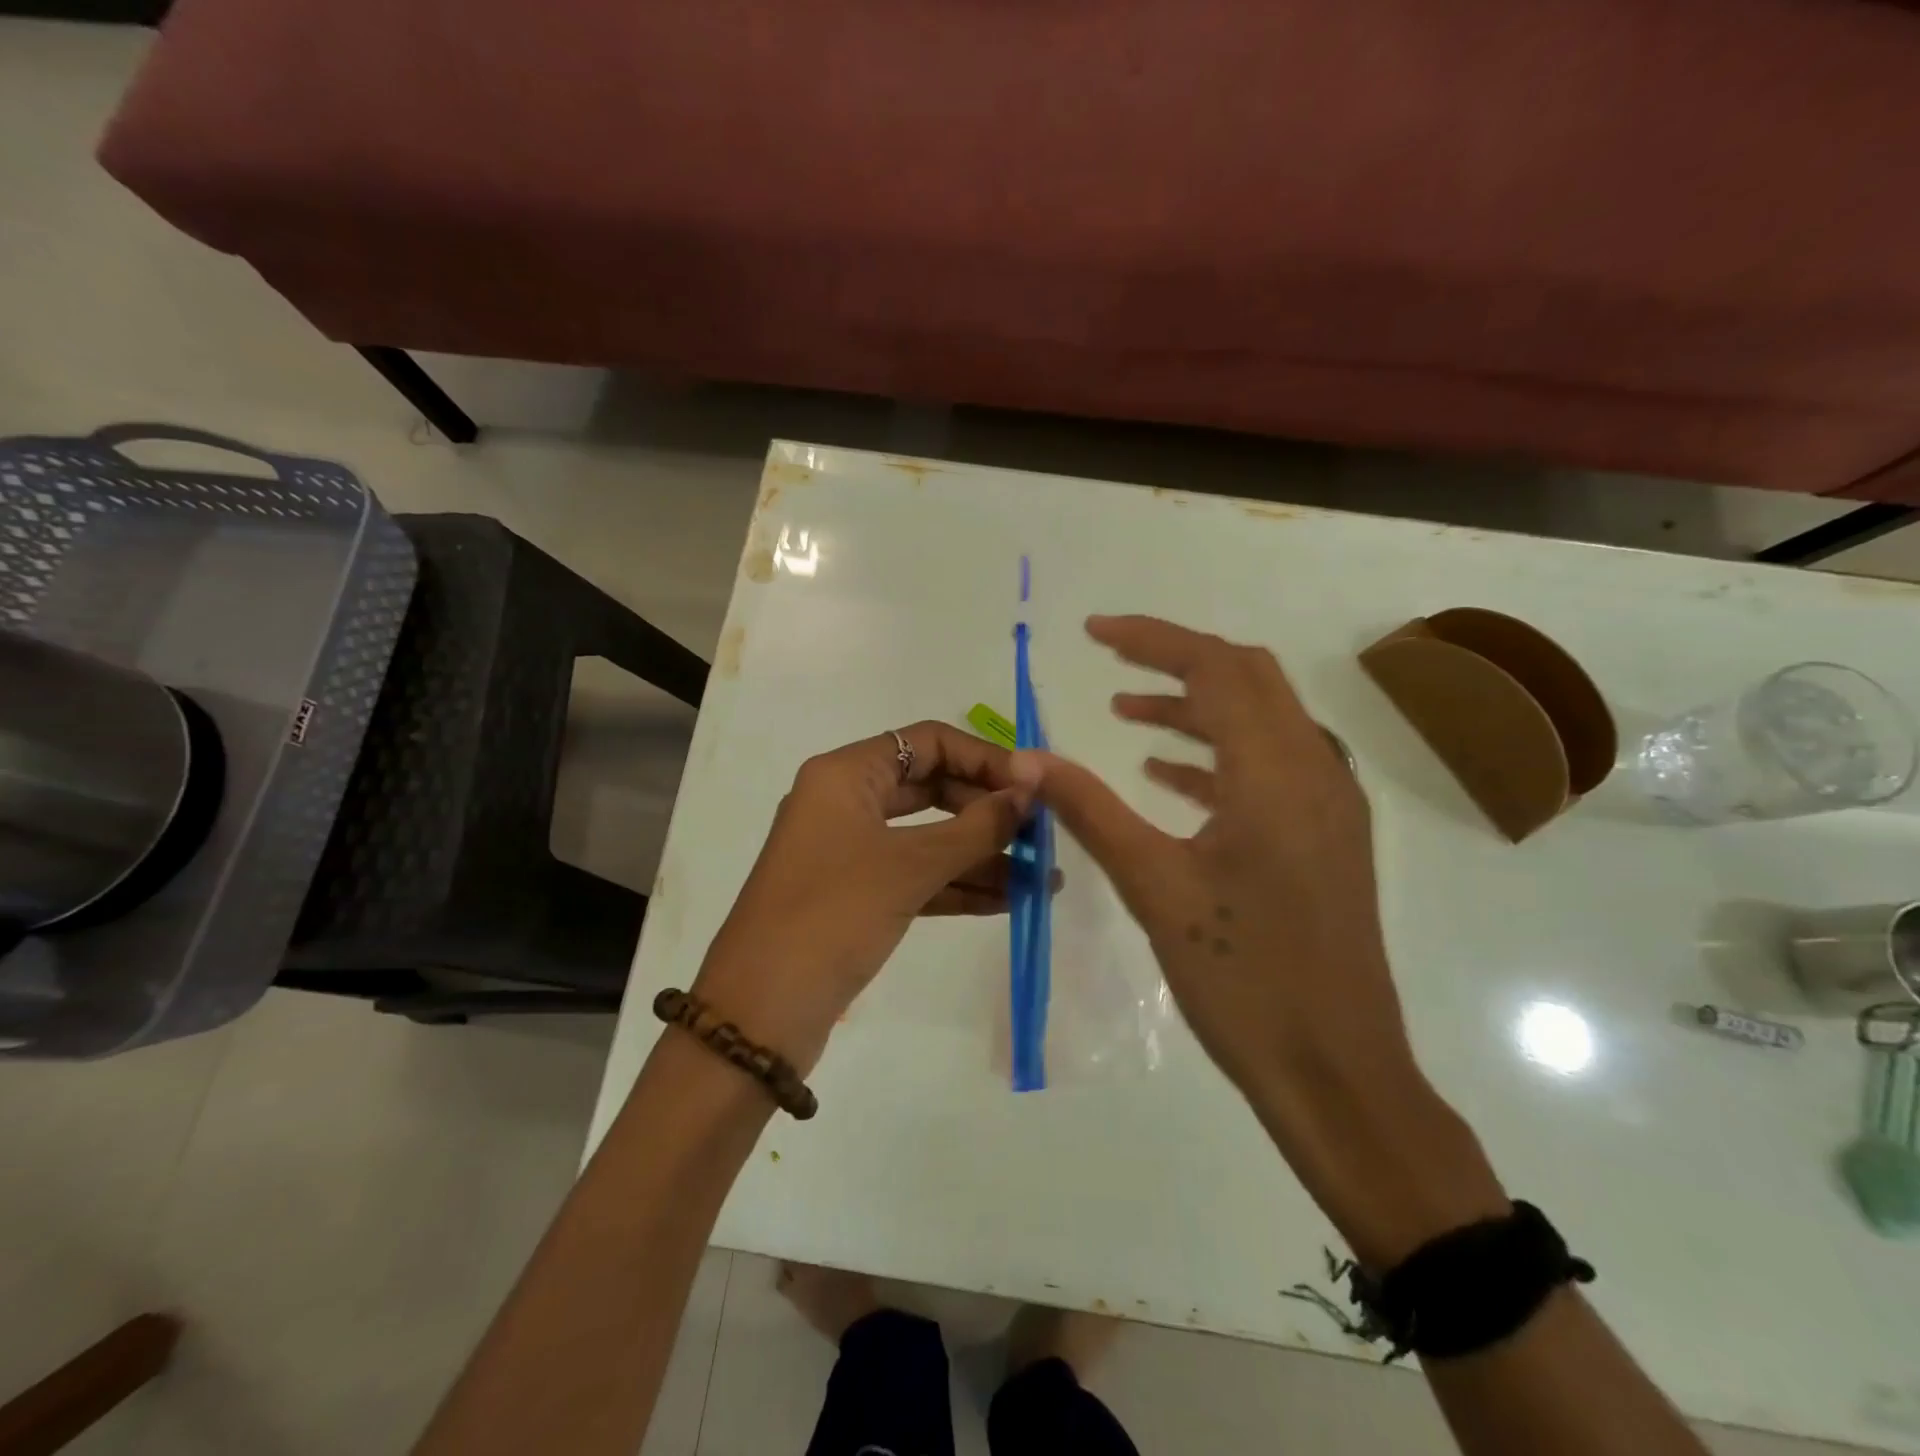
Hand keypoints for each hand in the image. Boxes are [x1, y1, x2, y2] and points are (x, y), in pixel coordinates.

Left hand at [693, 721, 1038, 1072]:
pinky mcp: (857, 895)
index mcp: (845, 775)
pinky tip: (1009, 901)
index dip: (983, 759)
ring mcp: (850, 851)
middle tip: (1041, 837)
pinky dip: (958, 885)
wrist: (760, 1015)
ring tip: (1041, 878)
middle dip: (987, 812)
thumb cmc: (832, 916)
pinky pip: (916, 876)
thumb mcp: (908, 866)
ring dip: (981, 855)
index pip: (927, 743)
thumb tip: (1029, 793)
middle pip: (931, 788)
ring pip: (927, 837)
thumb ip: (976, 827)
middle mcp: (846, 802)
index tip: (1032, 789)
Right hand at [1023, 615, 1407, 1094]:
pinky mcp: (1326, 838)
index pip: (1216, 668)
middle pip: (1249, 678)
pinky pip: (1272, 767)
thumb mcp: (1154, 887)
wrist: (1336, 1072)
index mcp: (1277, 772)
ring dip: (1198, 706)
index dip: (1152, 638)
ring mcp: (1330, 805)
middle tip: (1112, 660)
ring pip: (1262, 721)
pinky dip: (1219, 755)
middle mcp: (1315, 771)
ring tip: (1128, 713)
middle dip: (1178, 659)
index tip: (1093, 632)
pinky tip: (1168, 777)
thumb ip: (1089, 810)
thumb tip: (1027, 757)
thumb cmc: (1243, 978)